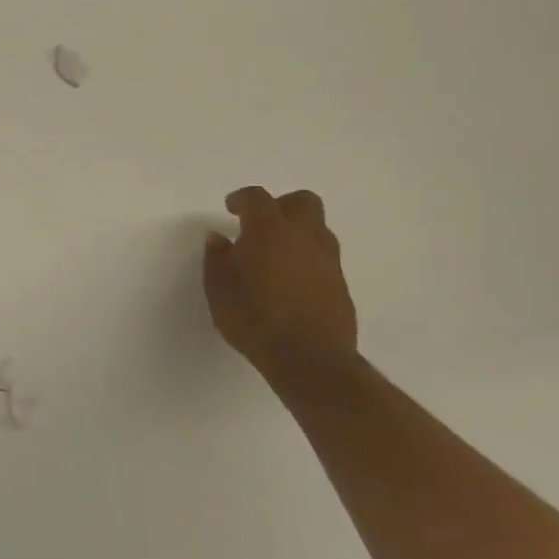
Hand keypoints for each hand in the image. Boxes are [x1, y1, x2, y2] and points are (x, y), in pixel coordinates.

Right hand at [202, 186, 357, 381]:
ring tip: (274, 254)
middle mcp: (304, 237)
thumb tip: (218, 238)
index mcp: (270, 230)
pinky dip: (306, 258)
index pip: (258, 198)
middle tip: (259, 224)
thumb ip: (217, 258)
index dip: (242, 199)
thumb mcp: (219, 288)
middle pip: (302, 202)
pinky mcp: (341, 285)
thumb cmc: (254, 318)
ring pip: (317, 229)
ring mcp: (328, 260)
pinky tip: (289, 280)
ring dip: (297, 232)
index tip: (231, 208)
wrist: (309, 360)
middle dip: (281, 205)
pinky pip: (324, 257)